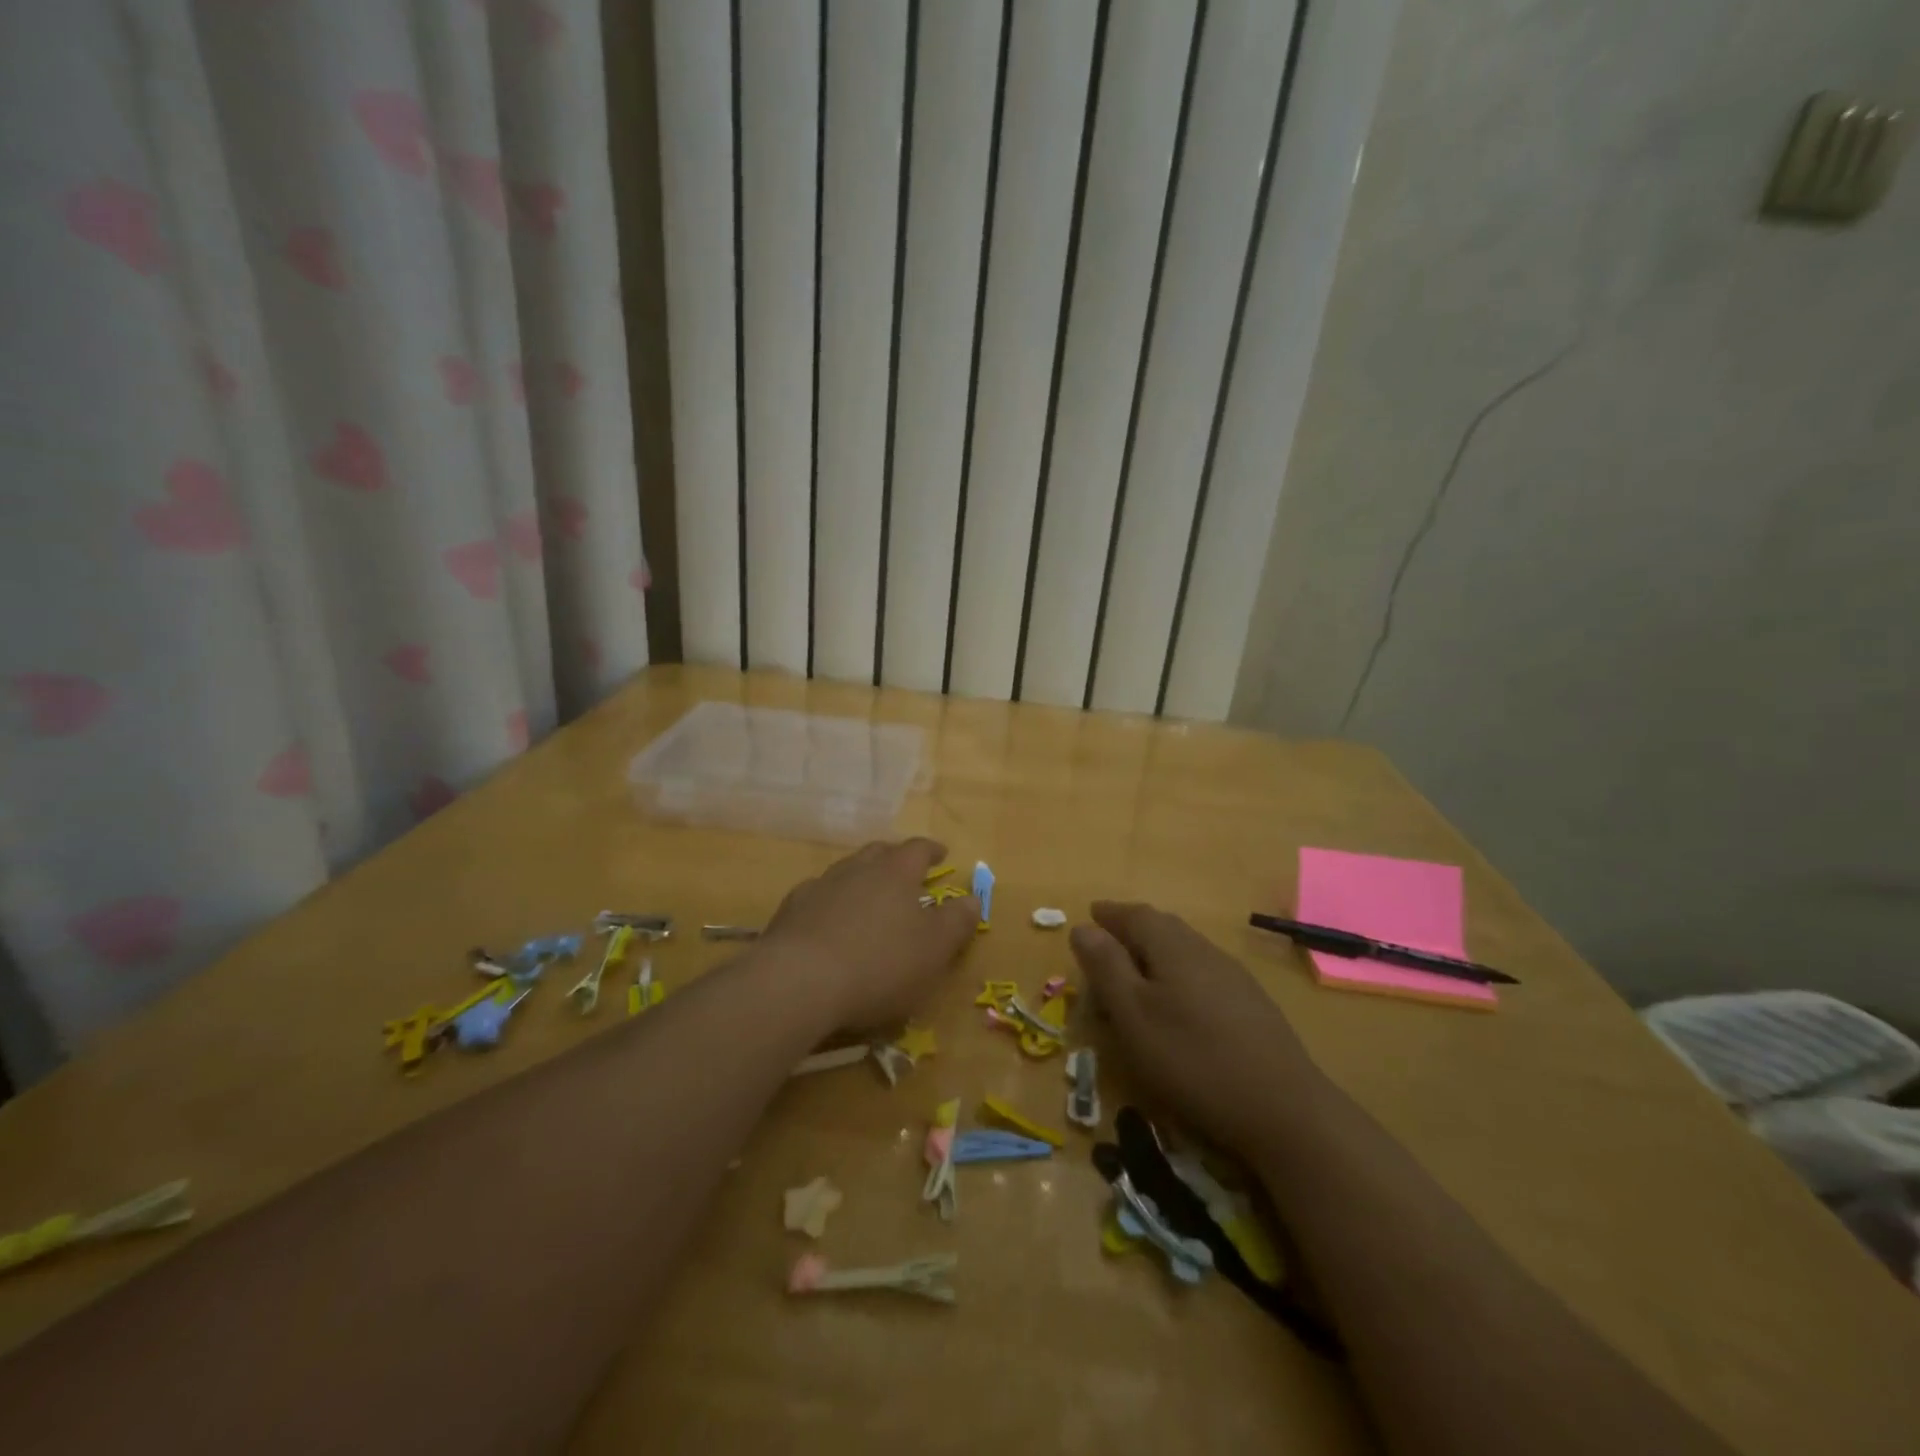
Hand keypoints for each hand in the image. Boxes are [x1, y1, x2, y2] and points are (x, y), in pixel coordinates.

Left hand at [761, 838, 977, 1031]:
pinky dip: (830, 904)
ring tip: (868, 899)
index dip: (931, 850)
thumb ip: (956, 922)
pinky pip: (817, 897)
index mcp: (895, 872)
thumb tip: (973, 898)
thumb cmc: (880, 964)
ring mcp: (819, 887)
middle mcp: (856, 869)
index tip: (941, 853)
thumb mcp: (934, 950)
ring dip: (860, 880)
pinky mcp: (790, 912)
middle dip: (894, 858)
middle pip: (878, 853)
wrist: (799, 983)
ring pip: (845, 872)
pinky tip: (829, 925)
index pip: (917, 849)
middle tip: (905, 871)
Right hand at [1070, 901, 1323, 1159]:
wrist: (1284, 1109)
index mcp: (1173, 946)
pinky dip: (1179, 976)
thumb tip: (1084, 927)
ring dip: (1156, 953)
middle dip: (1132, 929)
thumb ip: (1106, 967)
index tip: (1091, 914)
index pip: (1135, 915)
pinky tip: (1179, 1003)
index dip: (1110, 914)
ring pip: (1185, 951)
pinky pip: (1203, 974)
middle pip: (1163, 927)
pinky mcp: (1252, 1006)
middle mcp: (1205, 950)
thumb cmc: (1192, 1059)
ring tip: (1137, 974)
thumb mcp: (1133, 1015)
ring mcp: (1234, 977)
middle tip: (1108, 942)